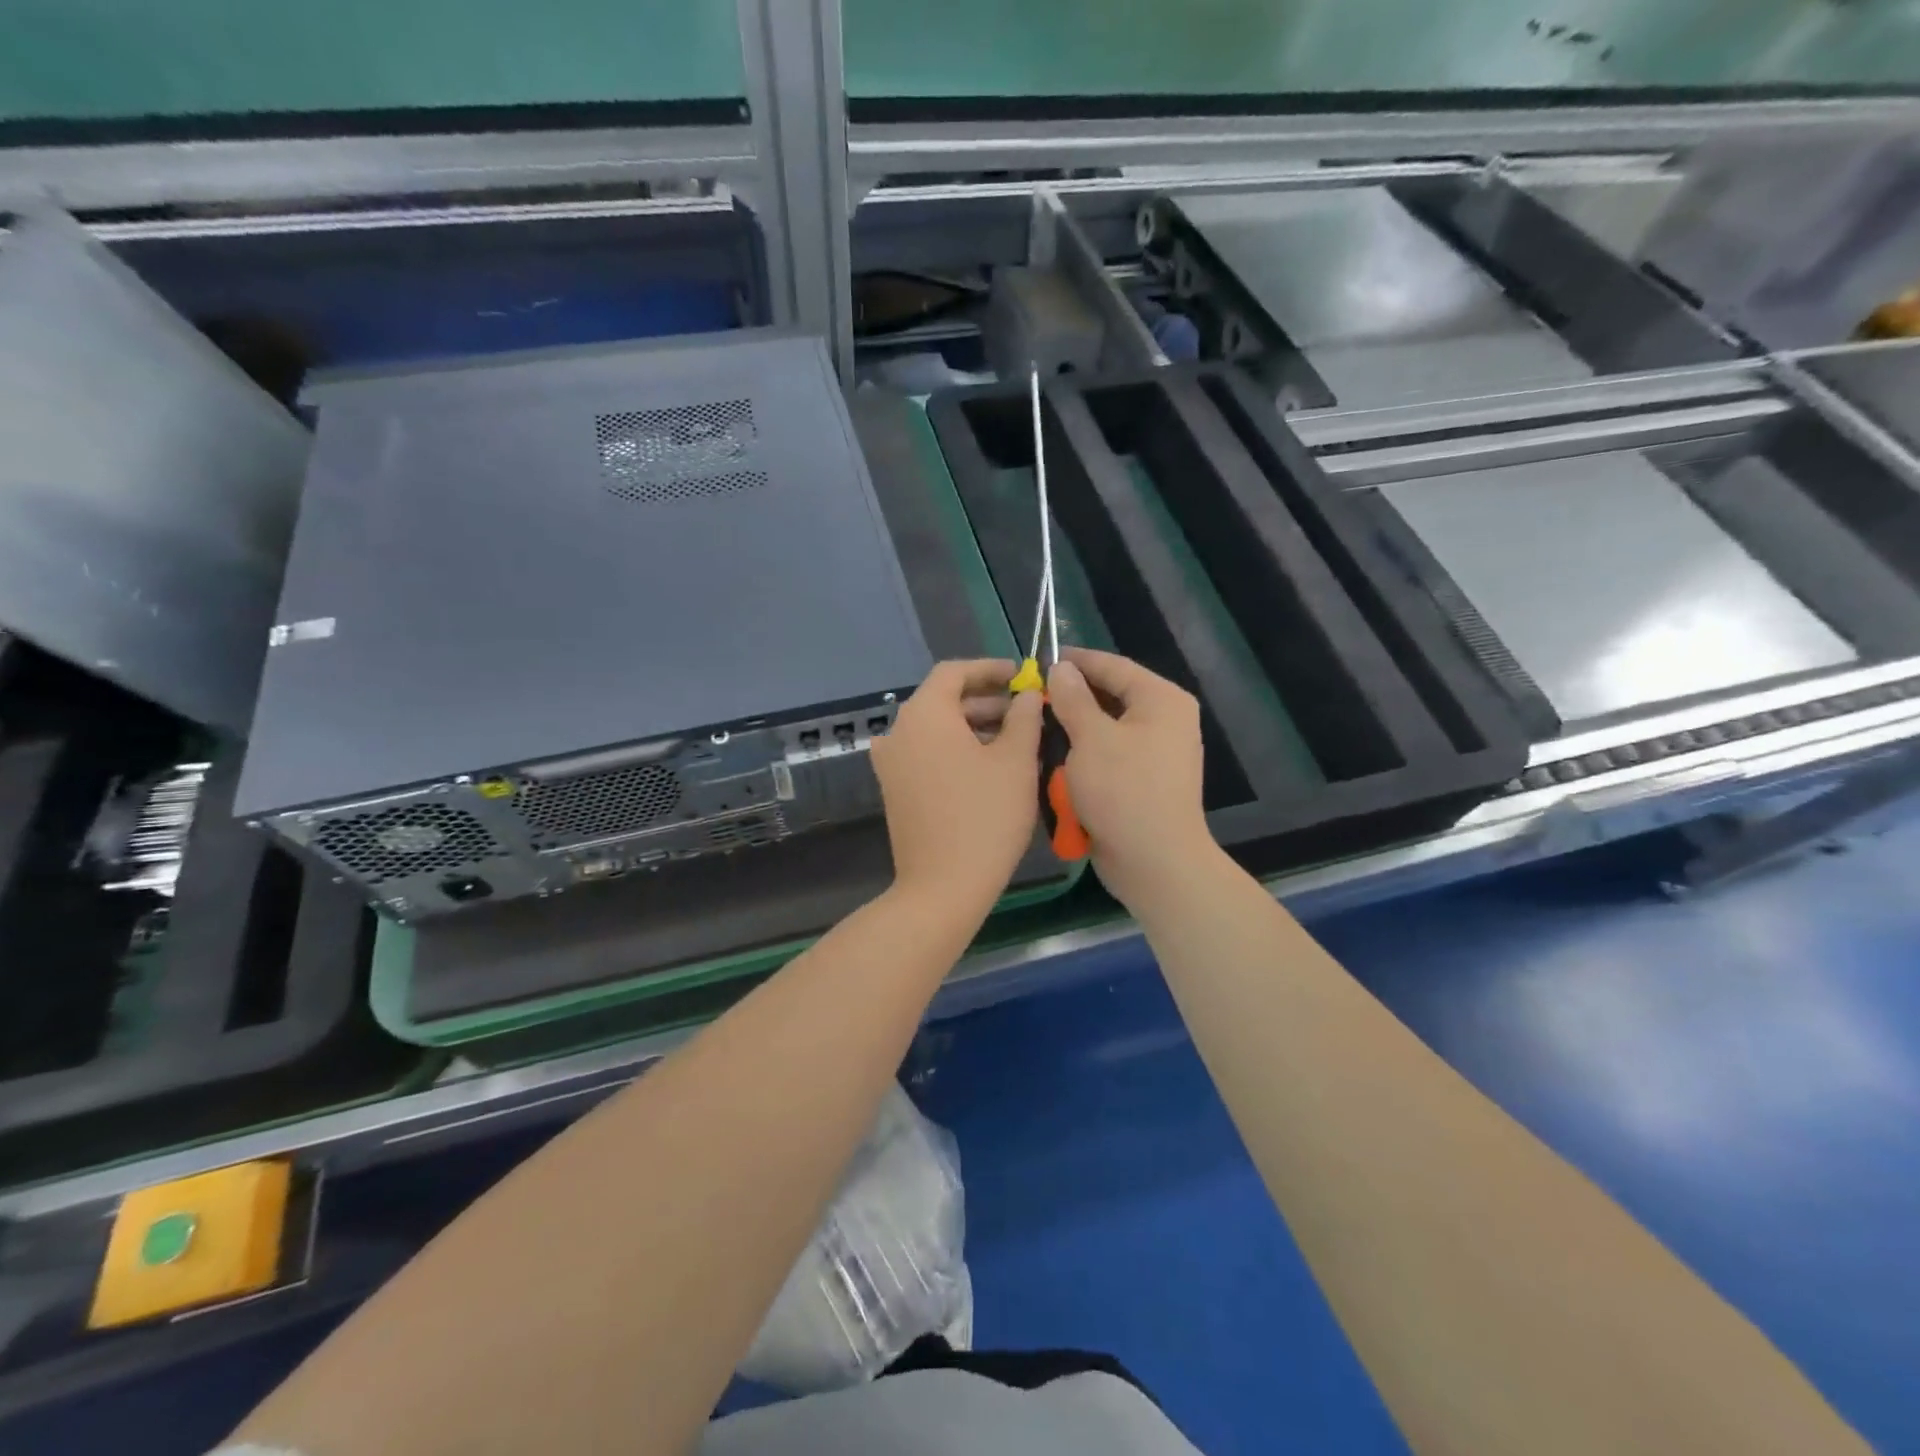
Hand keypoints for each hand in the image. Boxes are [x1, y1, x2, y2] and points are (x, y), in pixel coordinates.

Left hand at [870, 659, 1042, 920]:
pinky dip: (955, 749)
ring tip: (1015, 739)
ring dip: (973, 726)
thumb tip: (1027, 695)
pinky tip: (989, 766)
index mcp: (924, 715)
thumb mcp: (1016, 761)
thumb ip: (1024, 717)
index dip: (990, 669)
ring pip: (936, 729)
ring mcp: (891, 763)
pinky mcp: (895, 789)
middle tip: (1026, 711)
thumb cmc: (985, 817)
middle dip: (986, 701)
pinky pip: (927, 754)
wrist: (942, 887)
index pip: (954, 672)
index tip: (1021, 676)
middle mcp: (898, 732)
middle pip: (943, 700)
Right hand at [1046, 649, 1215, 910]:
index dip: (1076, 661)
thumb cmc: (1123, 791)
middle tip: (1031, 698)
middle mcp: (1164, 720)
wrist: (1154, 862)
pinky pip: (1108, 756)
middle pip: (1110, 697)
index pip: (1113, 666)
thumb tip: (1061, 668)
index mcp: (1161, 700)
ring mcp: (1155, 753)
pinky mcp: (1142, 781)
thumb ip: (1073, 699)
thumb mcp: (1091, 738)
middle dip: (1070, 699)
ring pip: (1105, 729)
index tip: (1039, 660)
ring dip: (1073, 731)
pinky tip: (1054, 760)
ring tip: (1037, 727)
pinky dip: (1083, 757)